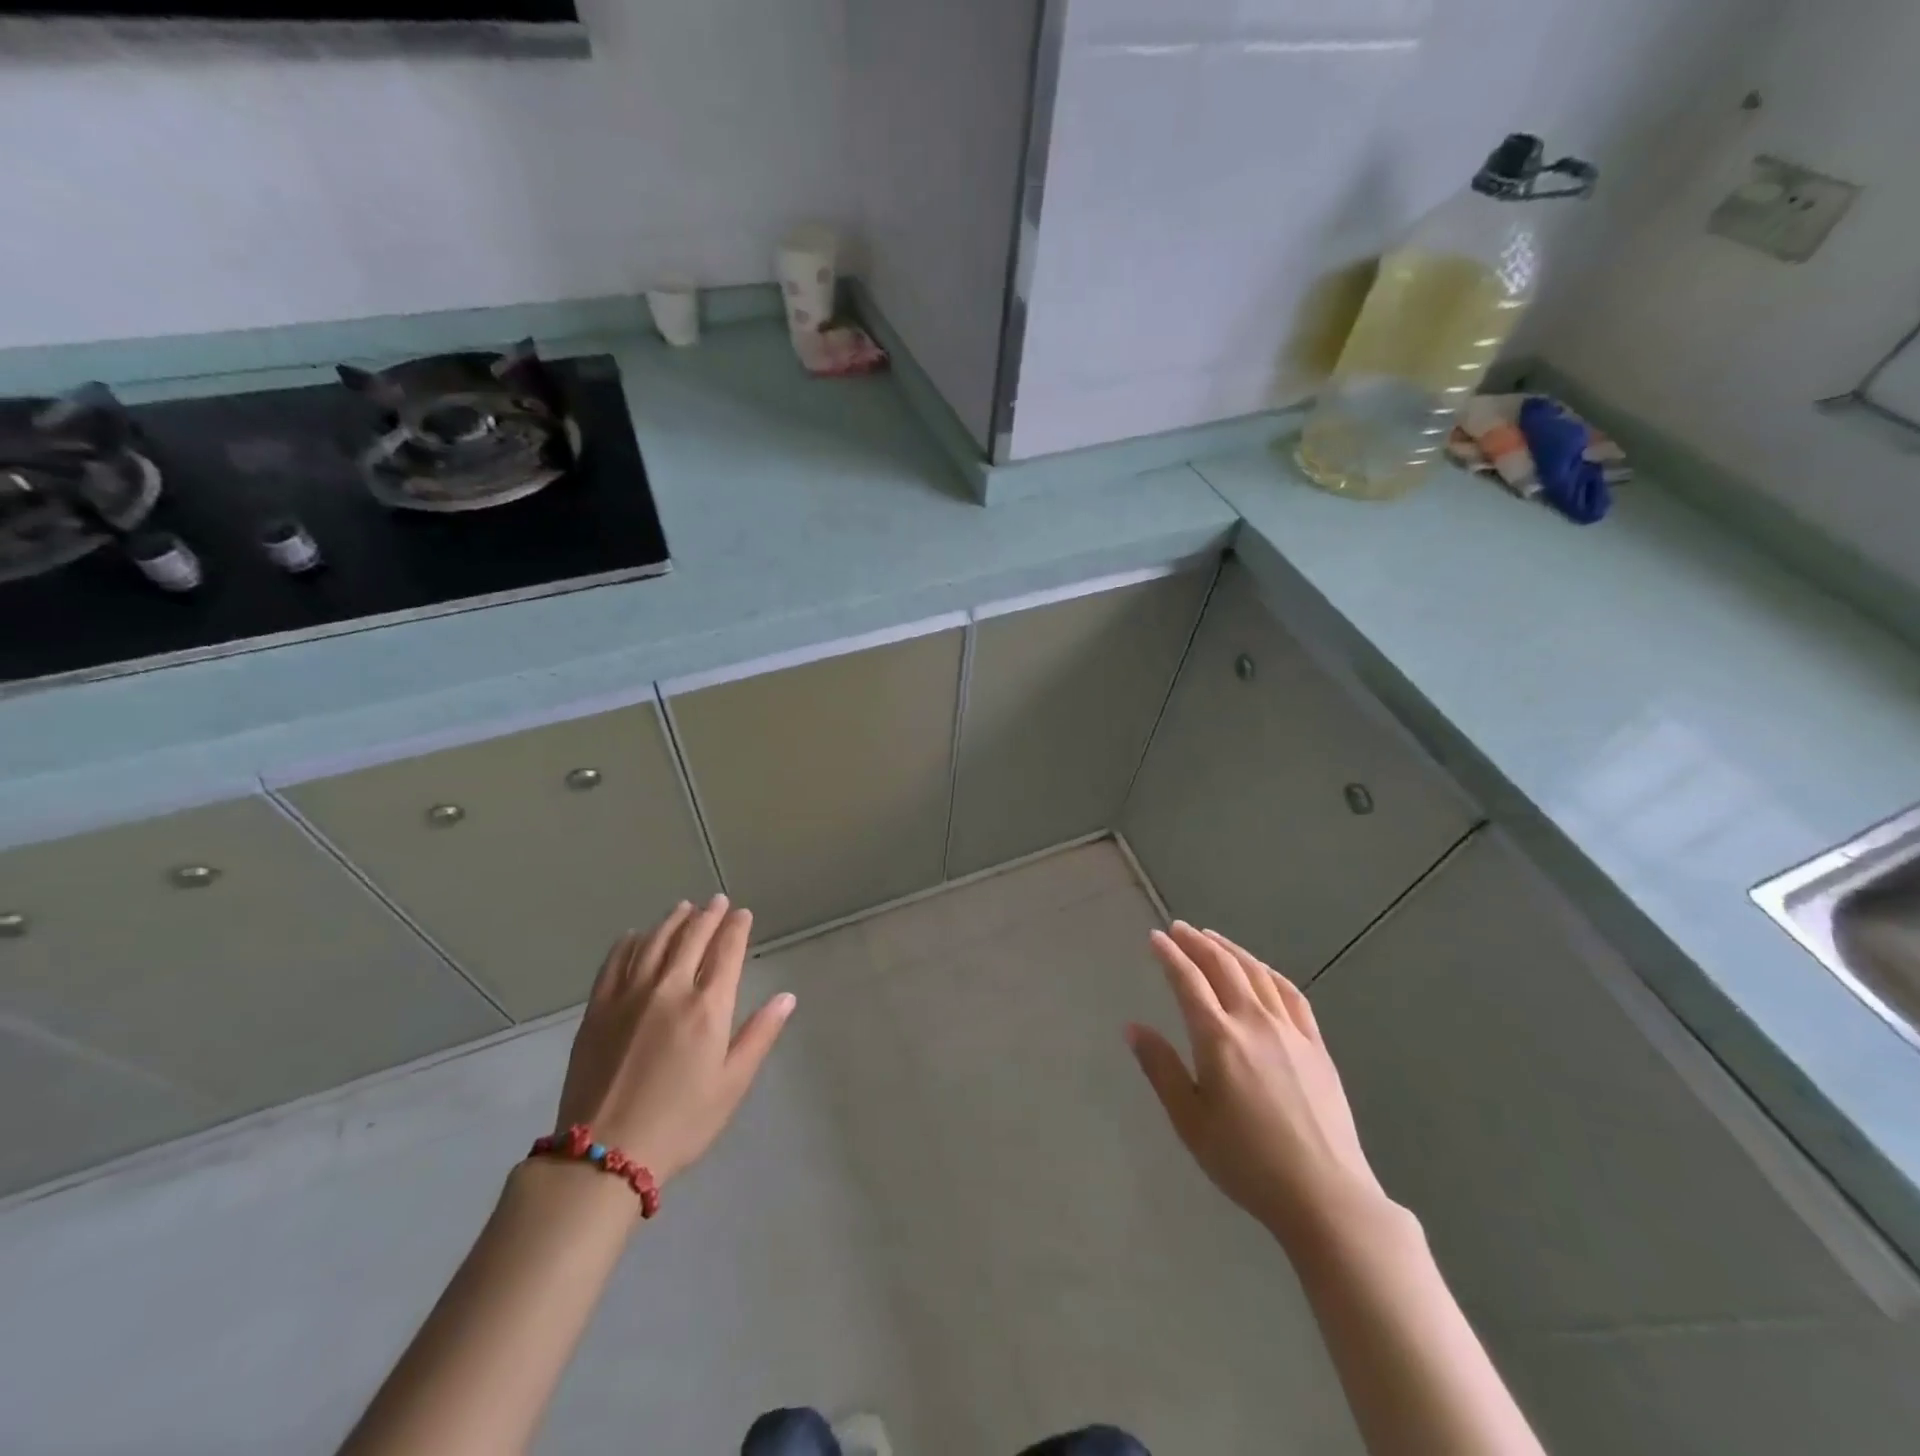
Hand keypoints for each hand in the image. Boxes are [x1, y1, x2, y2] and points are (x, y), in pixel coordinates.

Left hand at [553, 895, 793, 1188]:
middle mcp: (670, 989)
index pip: (727, 950)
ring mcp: (629, 995)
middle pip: (692, 937)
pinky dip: (631, 942)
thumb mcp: (732, 1084)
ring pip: (655, 941)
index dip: (737, 927)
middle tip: (717, 901)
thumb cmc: (681, 1122)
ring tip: (684, 908)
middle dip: (708, 915)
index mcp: (708, 1007)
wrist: (604, 1155)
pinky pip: (616, 961)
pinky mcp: (598, 1008)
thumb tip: (786, 996)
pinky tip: (637, 935)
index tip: (743, 914)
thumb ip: (760, 1035)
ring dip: (672, 920)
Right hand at [1128, 922, 1394, 1252]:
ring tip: (1212, 939)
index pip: (1188, 981)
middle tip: (1179, 929)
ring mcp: (1290, 1031)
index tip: (1154, 937)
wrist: (1325, 1196)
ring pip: (1257, 973)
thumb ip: (1161, 1069)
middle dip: (1197, 943)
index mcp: (1218, 1038)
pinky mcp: (1317, 1046)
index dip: (1169, 955)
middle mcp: (1253, 1022)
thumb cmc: (1246, 1162)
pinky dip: (1269, 973)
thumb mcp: (1190, 1121)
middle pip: (1223, 967)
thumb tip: (1133, 1027)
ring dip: (1231, 950)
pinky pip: (1291, 995)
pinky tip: (1262, 971)